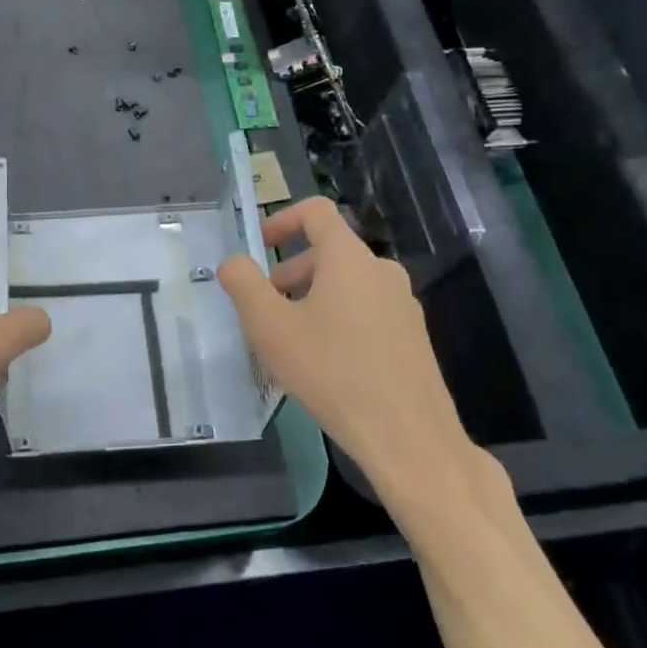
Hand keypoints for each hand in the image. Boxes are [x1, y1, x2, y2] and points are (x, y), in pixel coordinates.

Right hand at [218, 198, 485, 499]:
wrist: (407, 435)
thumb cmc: (330, 371)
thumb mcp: (269, 327)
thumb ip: (243, 284)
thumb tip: (234, 262)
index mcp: (348, 258)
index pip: (316, 211)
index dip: (282, 219)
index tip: (260, 246)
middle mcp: (381, 270)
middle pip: (329, 252)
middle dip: (291, 271)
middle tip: (266, 310)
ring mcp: (403, 303)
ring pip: (348, 284)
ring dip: (313, 298)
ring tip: (292, 341)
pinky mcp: (413, 336)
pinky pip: (367, 311)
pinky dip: (340, 320)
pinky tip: (327, 364)